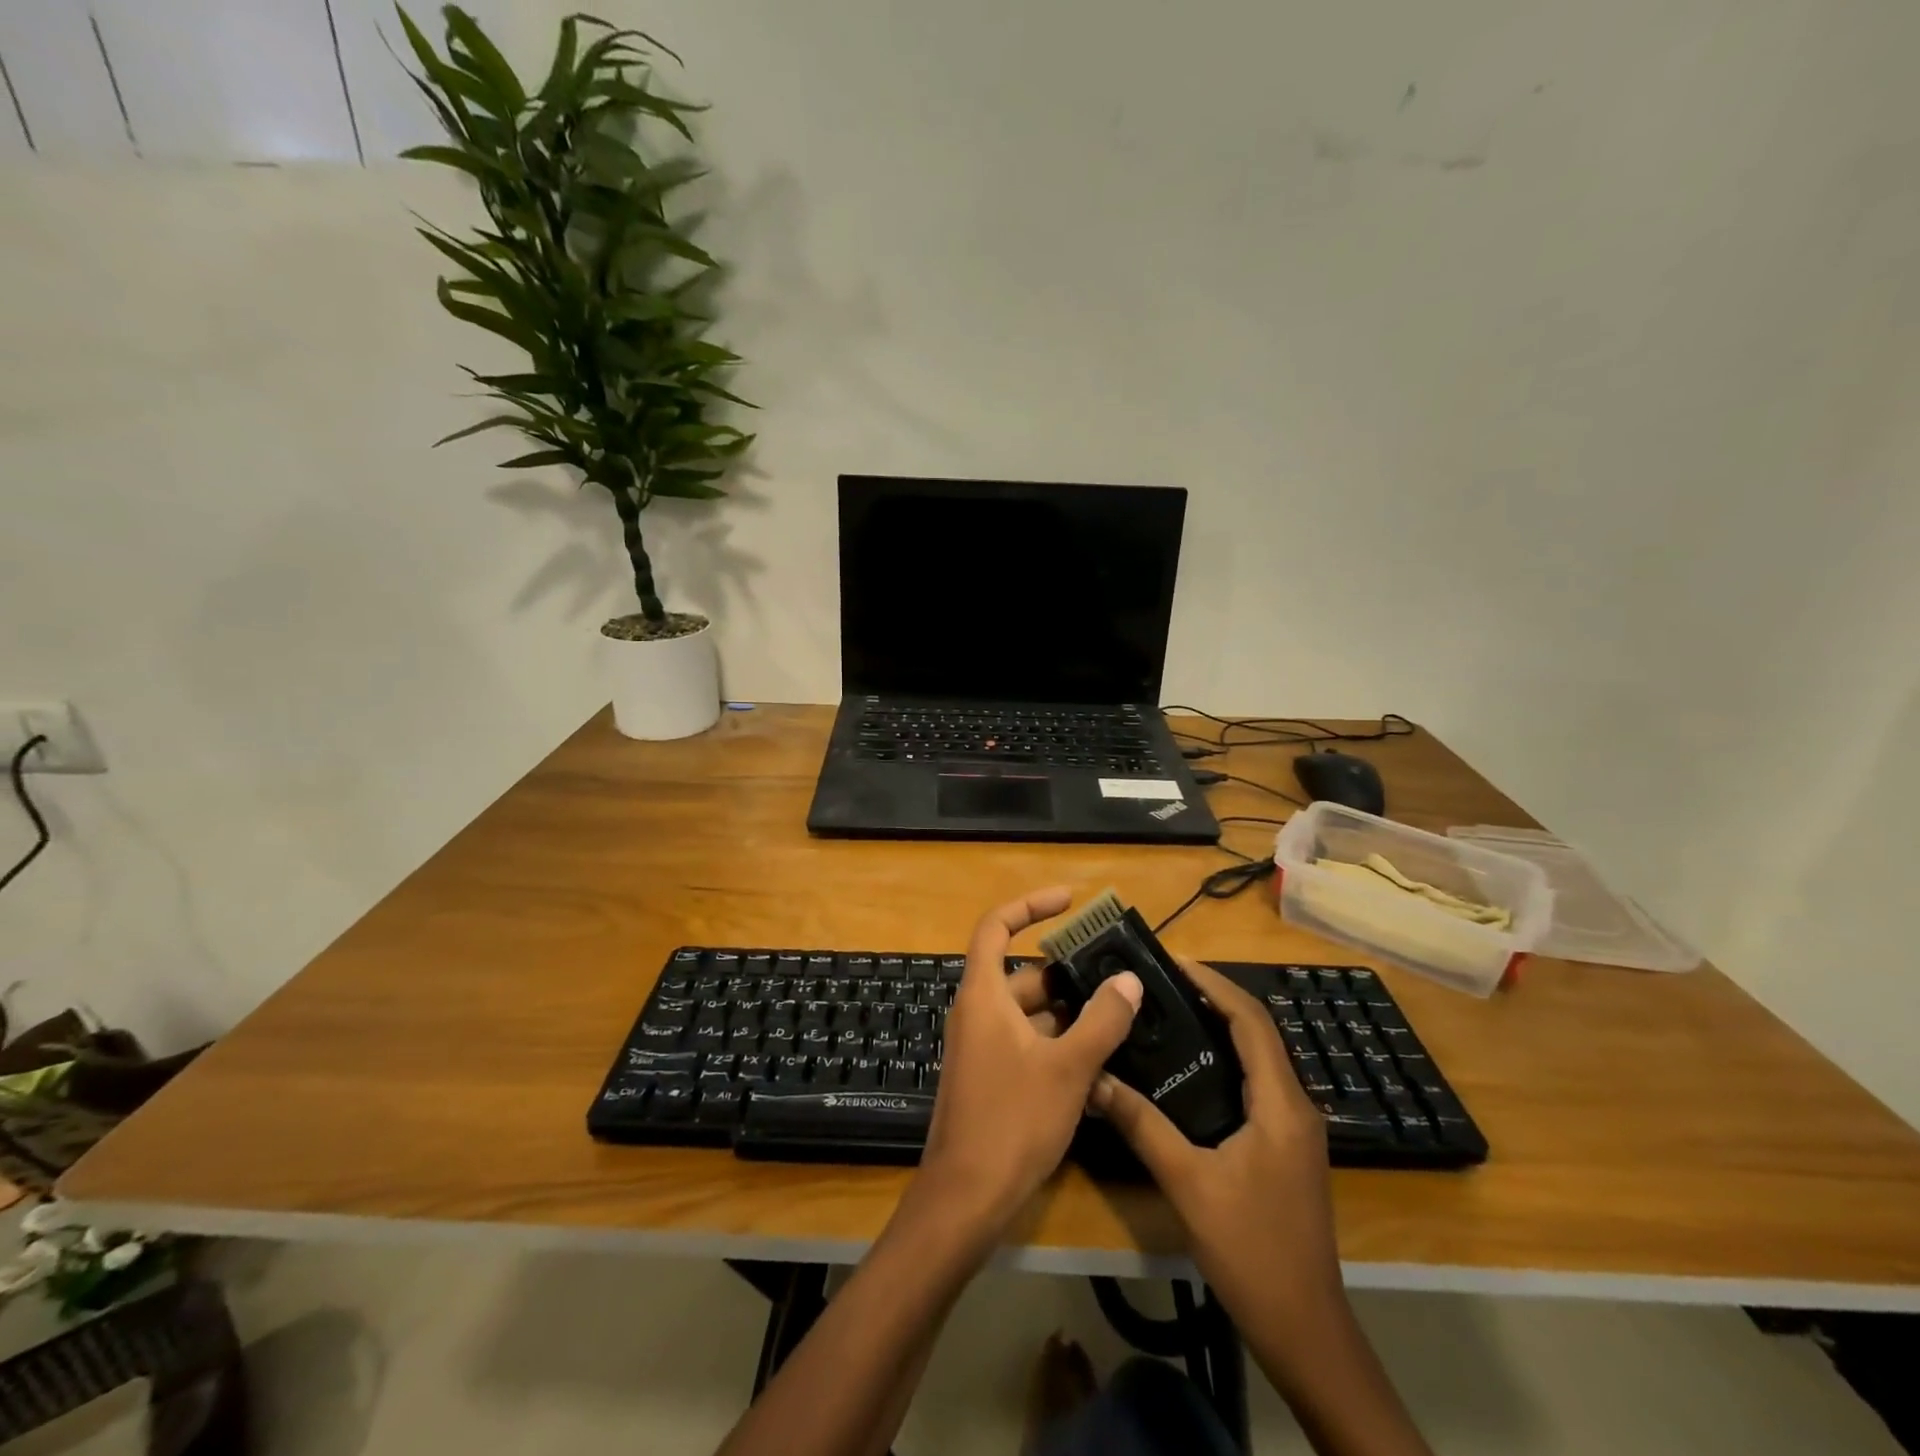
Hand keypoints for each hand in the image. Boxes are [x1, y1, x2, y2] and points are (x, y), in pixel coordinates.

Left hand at [914, 887, 1143, 1239]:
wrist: (966, 1198)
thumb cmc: (1013, 1121)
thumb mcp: (1068, 1068)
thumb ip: (1102, 1021)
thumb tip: (1128, 980)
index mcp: (983, 995)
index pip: (997, 926)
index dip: (1030, 905)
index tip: (1069, 901)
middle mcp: (978, 1012)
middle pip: (1023, 974)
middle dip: (1068, 974)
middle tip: (1116, 975)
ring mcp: (982, 1047)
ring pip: (1030, 1013)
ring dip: (1069, 1013)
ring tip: (1120, 1017)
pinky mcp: (990, 1077)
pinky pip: (1028, 1043)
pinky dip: (1059, 1043)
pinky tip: (1100, 1062)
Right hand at [1090, 954, 1341, 1314]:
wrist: (1306, 1330)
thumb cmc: (1251, 1249)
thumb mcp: (1188, 1183)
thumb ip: (1142, 1125)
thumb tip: (1095, 1080)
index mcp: (1280, 1103)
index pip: (1252, 1021)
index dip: (1216, 985)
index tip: (1175, 962)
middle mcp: (1296, 1106)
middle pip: (1259, 1033)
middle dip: (1216, 999)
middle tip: (1165, 982)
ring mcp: (1296, 1130)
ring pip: (1260, 1059)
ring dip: (1223, 1029)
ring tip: (1172, 1012)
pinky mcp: (1288, 1149)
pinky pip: (1258, 1085)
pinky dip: (1228, 1061)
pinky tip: (1192, 1071)